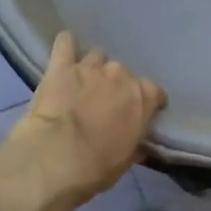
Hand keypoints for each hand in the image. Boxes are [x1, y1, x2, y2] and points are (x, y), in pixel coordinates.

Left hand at [10, 32, 166, 199]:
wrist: (56, 158)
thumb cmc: (97, 166)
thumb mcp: (125, 160)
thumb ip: (135, 145)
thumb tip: (139, 145)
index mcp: (143, 97)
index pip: (155, 92)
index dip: (148, 103)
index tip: (141, 114)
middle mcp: (120, 75)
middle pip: (124, 74)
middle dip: (117, 86)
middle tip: (106, 104)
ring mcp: (90, 67)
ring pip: (97, 57)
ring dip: (93, 69)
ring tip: (84, 84)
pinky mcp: (61, 66)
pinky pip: (65, 43)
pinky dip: (67, 46)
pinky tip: (65, 50)